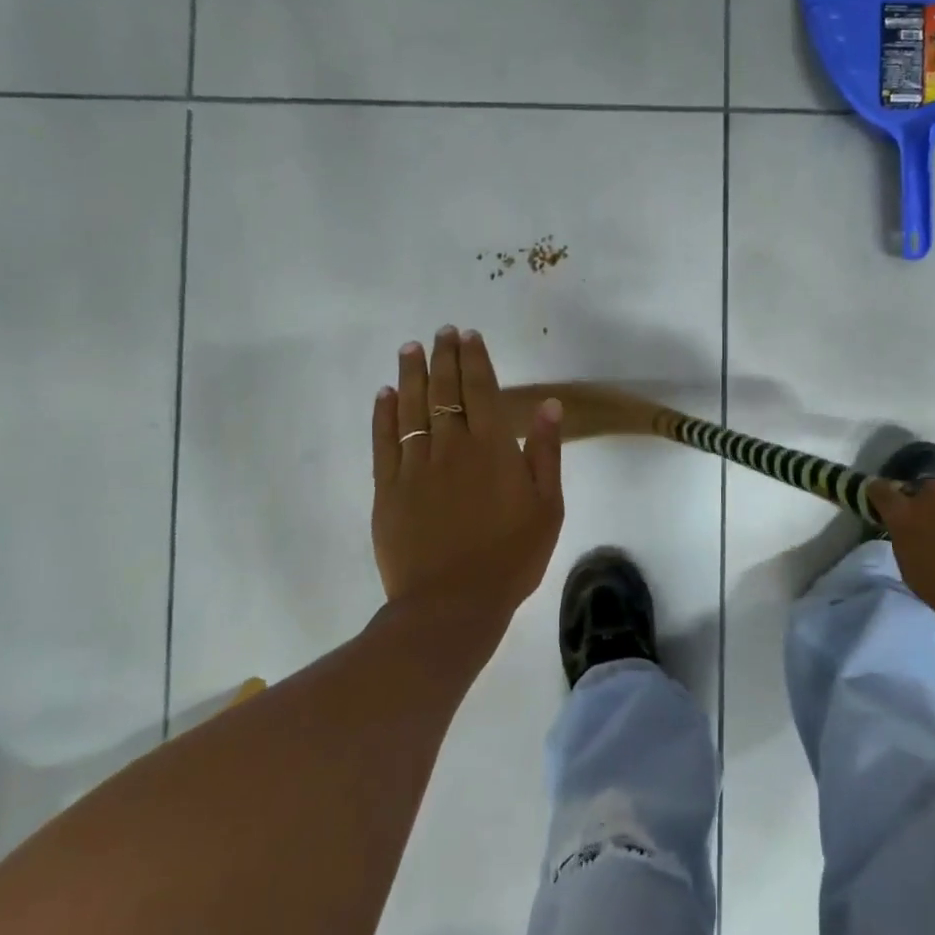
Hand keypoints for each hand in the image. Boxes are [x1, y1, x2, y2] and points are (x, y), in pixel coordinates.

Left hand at [371, 327, 564, 631]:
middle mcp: (451, 446)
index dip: (474, 359)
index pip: (480, 389)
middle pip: (444, 390)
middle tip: (440, 331)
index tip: (468, 335)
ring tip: (411, 348)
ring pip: (412, 408)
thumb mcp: (547, 506)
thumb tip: (549, 405)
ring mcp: (415, 466)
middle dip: (444, 356)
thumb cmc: (511, 556)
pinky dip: (385, 414)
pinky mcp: (388, 489)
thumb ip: (545, 452)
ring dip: (412, 374)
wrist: (452, 604)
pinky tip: (385, 394)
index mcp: (491, 448)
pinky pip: (385, 441)